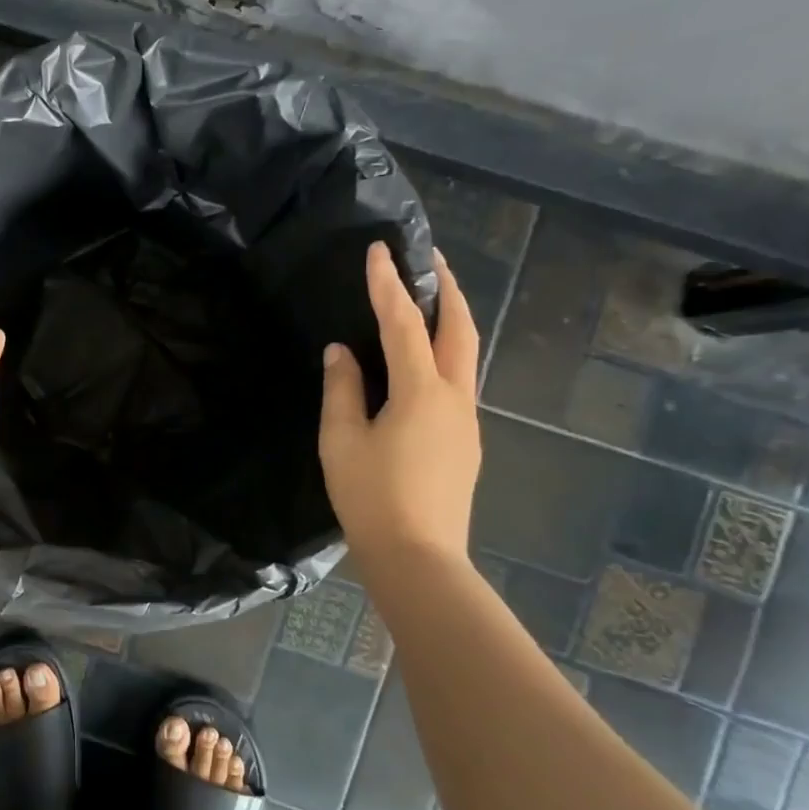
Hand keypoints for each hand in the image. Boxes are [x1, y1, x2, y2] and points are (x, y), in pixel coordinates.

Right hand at [319, 242, 481, 566]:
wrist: (419, 558)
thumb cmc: (371, 498)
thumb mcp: (342, 441)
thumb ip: (342, 390)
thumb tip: (341, 352)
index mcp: (421, 392)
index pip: (404, 323)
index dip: (389, 285)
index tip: (379, 251)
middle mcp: (454, 397)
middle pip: (460, 328)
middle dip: (447, 288)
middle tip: (431, 258)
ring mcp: (466, 420)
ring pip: (466, 354)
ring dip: (452, 318)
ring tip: (431, 297)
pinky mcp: (465, 441)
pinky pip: (459, 380)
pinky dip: (446, 352)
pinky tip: (426, 359)